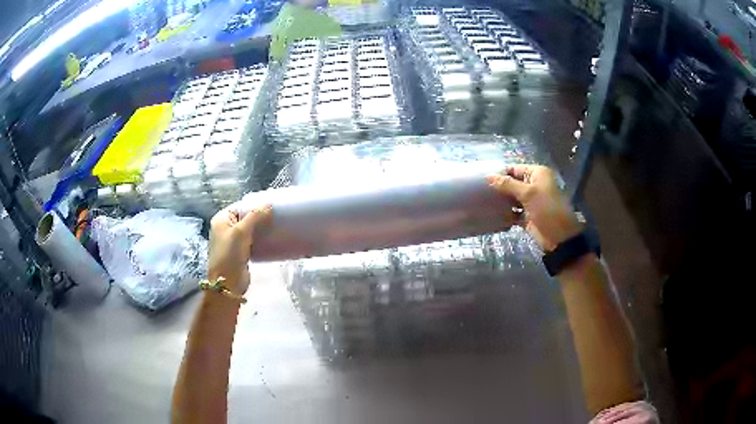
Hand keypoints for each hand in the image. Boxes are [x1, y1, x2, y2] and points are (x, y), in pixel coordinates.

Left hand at [208, 205, 271, 294]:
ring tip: (277, 227)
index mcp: (221, 219)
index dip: (255, 205)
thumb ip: (255, 216)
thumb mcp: (241, 232)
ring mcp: (233, 241)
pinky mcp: (240, 252)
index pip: (240, 206)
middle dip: (260, 217)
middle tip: (277, 216)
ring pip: (250, 230)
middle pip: (246, 217)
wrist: (227, 284)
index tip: (272, 206)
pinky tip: (271, 239)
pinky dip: (261, 239)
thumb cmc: (230, 254)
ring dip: (262, 229)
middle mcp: (226, 227)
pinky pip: (252, 241)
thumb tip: (269, 204)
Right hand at [488, 165, 581, 251]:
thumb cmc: (547, 209)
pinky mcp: (527, 215)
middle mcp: (534, 184)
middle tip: (480, 192)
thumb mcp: (528, 194)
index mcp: (537, 174)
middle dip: (498, 187)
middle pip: (512, 183)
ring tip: (483, 202)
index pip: (514, 169)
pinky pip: (513, 211)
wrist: (559, 237)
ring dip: (501, 201)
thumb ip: (507, 184)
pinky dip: (505, 213)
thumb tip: (487, 176)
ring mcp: (531, 201)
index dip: (500, 173)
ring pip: (511, 197)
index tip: (482, 180)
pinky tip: (493, 215)